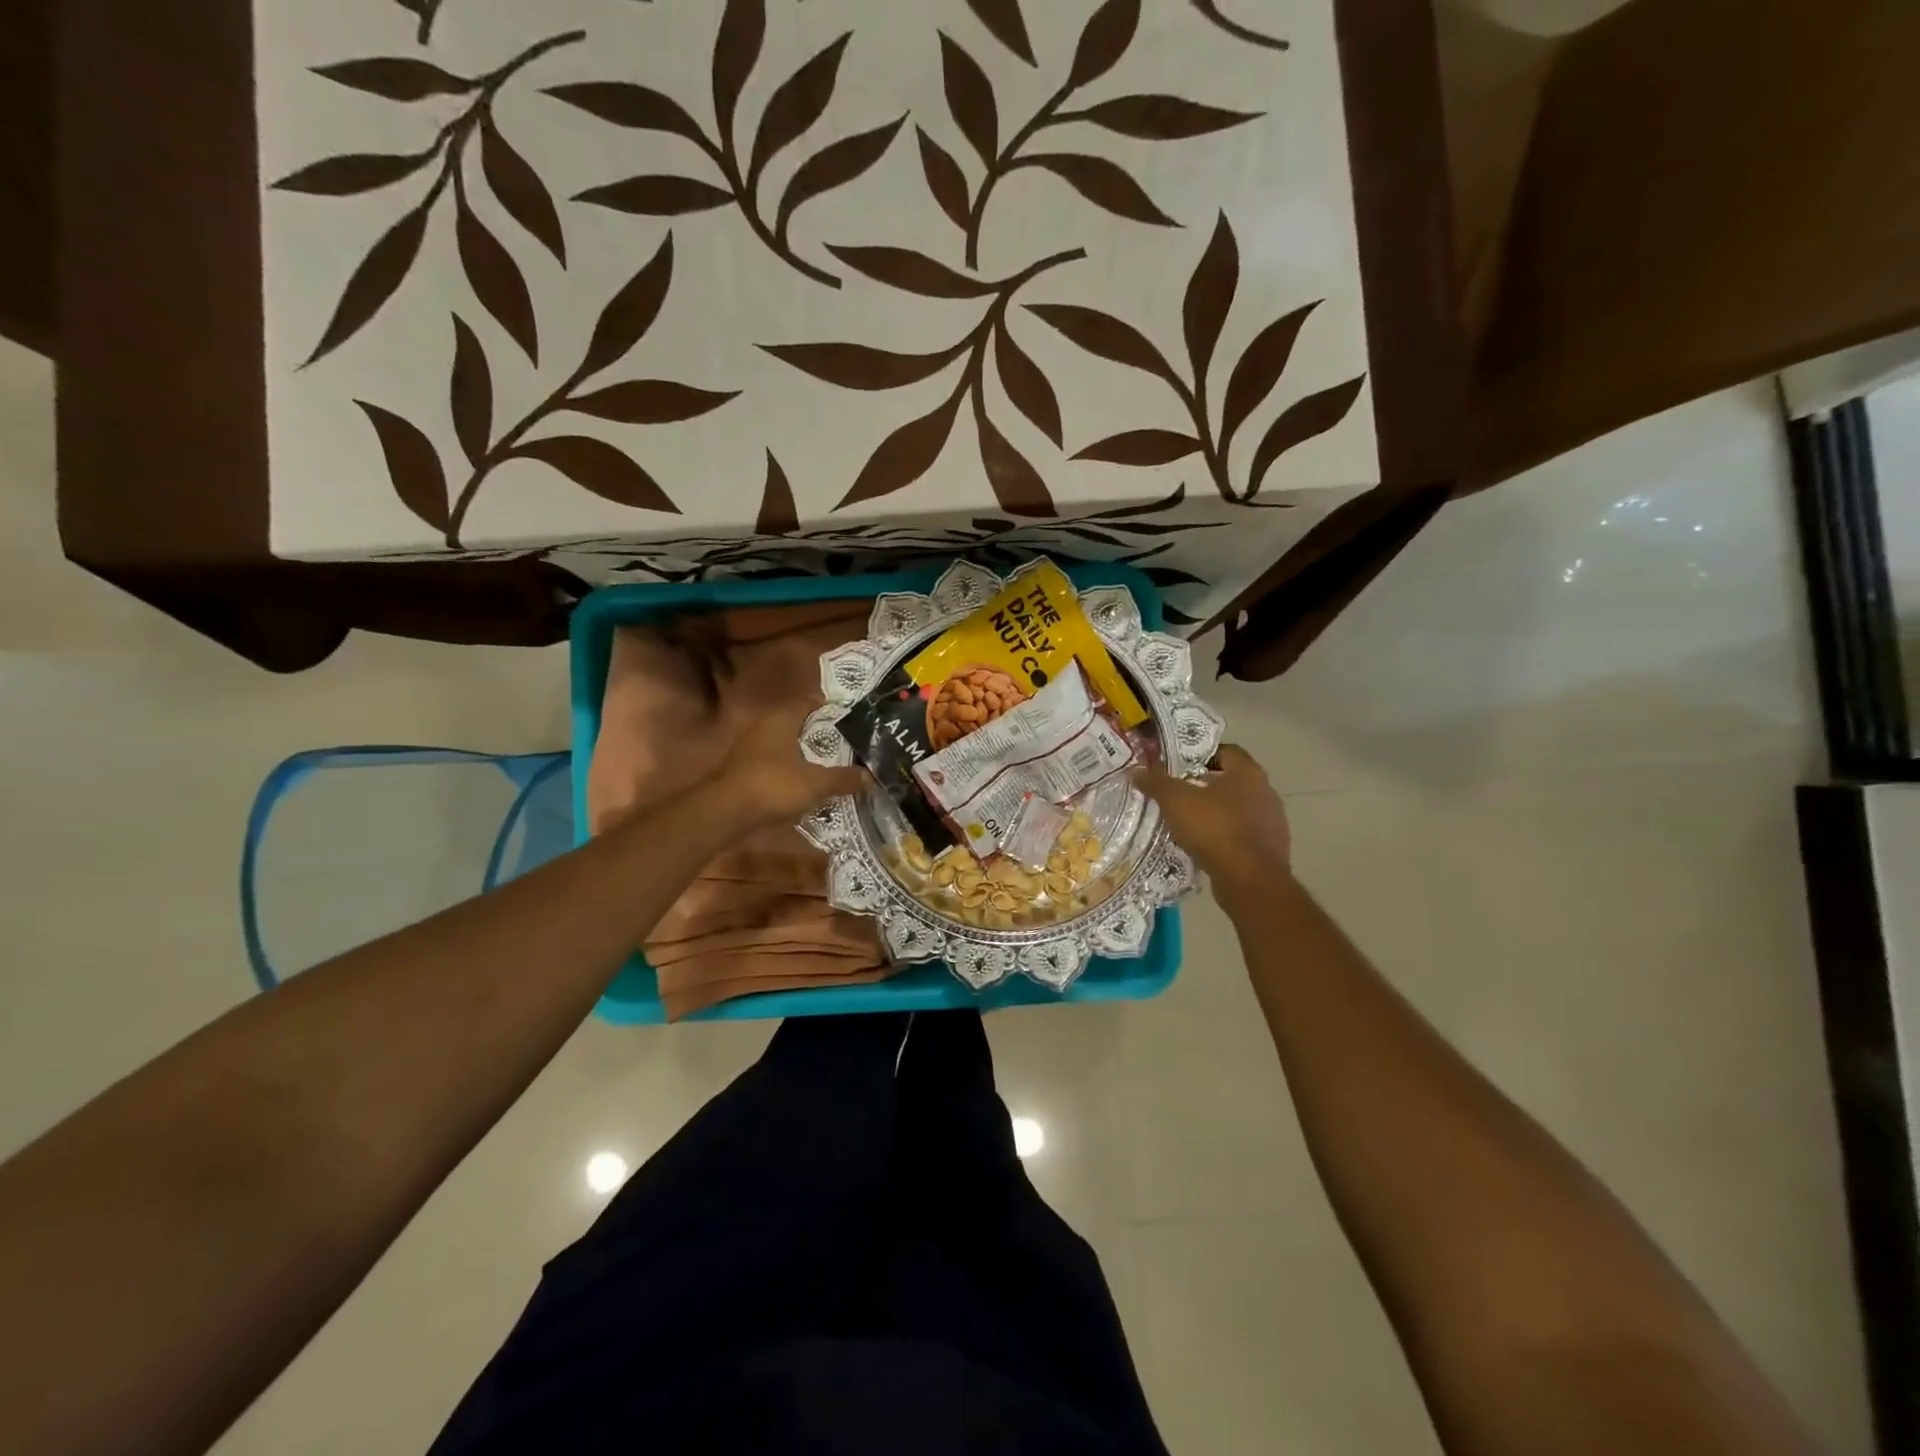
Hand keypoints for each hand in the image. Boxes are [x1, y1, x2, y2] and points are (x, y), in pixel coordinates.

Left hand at [714, 704, 867, 828]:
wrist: (726, 813)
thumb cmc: (774, 785)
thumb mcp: (817, 783)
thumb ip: (844, 778)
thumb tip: (870, 776)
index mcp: (781, 719)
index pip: (808, 702)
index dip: (830, 709)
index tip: (851, 720)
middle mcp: (763, 727)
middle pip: (798, 725)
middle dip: (821, 735)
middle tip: (848, 745)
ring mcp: (750, 749)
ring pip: (786, 746)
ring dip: (806, 755)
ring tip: (833, 766)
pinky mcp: (744, 771)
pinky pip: (775, 765)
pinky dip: (792, 771)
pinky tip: (808, 785)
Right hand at [1134, 745, 1290, 910]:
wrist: (1250, 880)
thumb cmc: (1214, 829)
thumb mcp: (1176, 801)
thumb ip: (1156, 782)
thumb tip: (1136, 770)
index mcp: (1248, 772)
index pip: (1225, 751)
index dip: (1200, 755)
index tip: (1178, 766)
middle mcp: (1265, 791)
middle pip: (1231, 780)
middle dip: (1205, 785)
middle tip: (1177, 793)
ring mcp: (1272, 821)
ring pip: (1238, 808)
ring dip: (1216, 812)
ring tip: (1188, 821)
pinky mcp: (1271, 848)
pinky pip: (1243, 834)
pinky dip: (1225, 836)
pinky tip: (1204, 845)